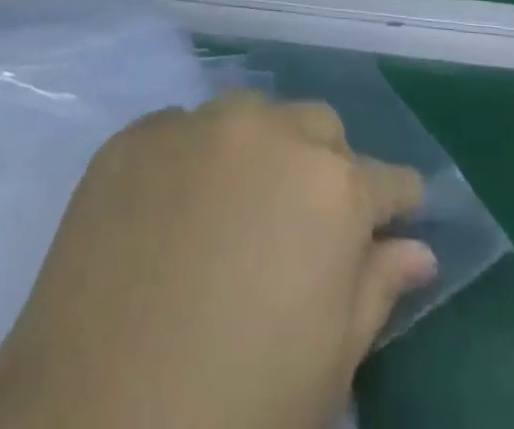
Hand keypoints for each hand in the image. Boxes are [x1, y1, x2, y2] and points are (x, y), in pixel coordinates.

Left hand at [0, 94, 435, 428]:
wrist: (96, 415)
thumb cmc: (238, 405)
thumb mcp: (327, 364)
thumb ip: (377, 291)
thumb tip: (416, 250)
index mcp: (332, 187)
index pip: (387, 179)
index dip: (395, 202)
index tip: (393, 219)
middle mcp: (269, 132)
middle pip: (318, 128)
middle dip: (325, 166)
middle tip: (303, 223)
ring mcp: (198, 124)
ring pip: (250, 115)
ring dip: (258, 149)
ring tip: (235, 208)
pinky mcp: (137, 133)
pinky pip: (182, 130)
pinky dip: (192, 159)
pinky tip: (173, 209)